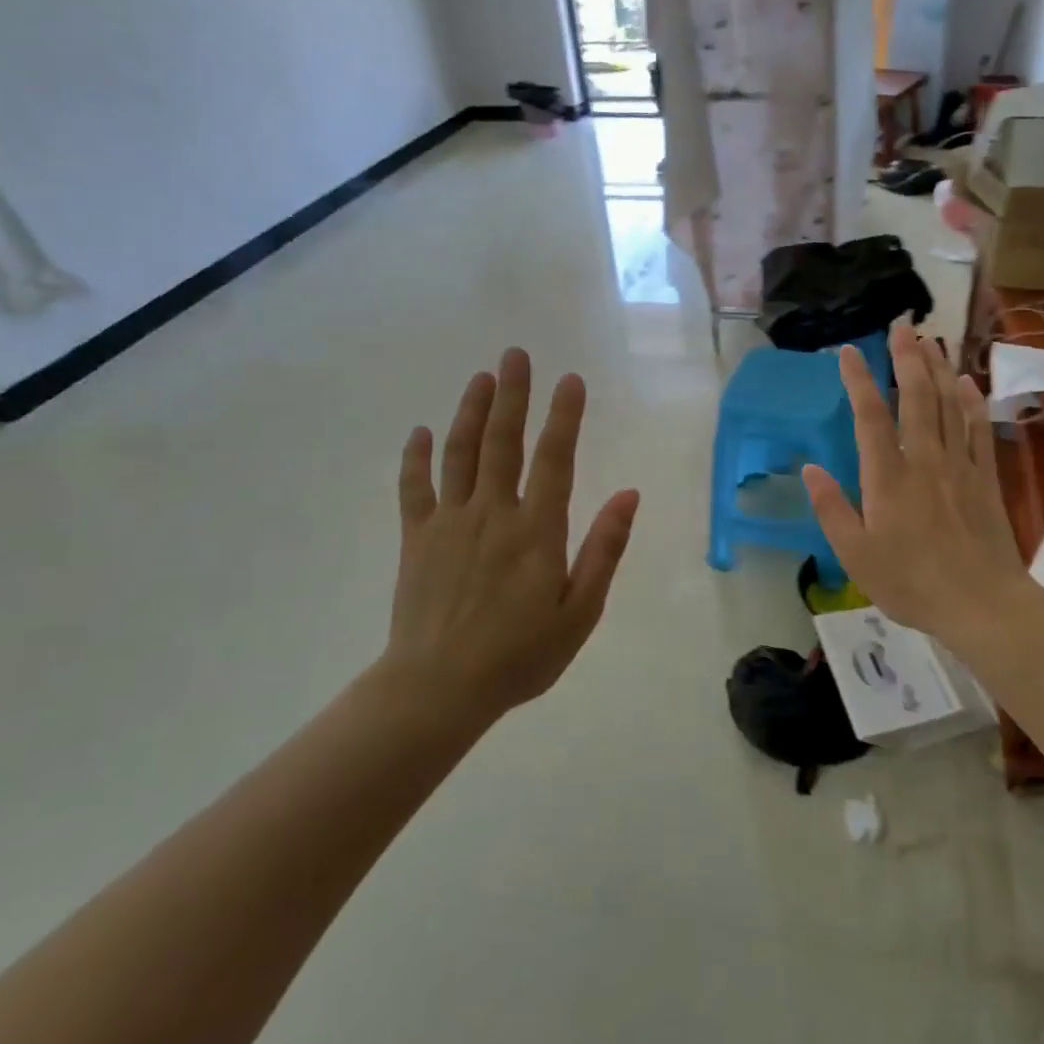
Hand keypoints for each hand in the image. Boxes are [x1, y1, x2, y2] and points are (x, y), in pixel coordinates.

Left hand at [383, 348, 639, 718]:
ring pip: (460, 454)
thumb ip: (604, 549)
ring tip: (482, 377)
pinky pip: (415, 488)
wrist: (438, 689)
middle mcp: (493, 513)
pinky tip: (421, 432)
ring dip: (472, 412)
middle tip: (517, 354)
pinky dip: (417, 458)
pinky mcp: (417, 539)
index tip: (570, 380)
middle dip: (513, 395)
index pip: (555, 459)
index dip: (564, 416)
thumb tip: (629, 495)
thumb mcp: (580, 610)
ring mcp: (450, 522)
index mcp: (537, 530)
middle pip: (503, 442)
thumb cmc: (520, 654)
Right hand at [802, 322, 1034, 651]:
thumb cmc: (911, 583)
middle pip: (916, 398)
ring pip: (948, 405)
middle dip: (906, 359)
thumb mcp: (856, 556)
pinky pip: (978, 429)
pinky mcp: (985, 478)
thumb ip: (832, 509)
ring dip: (938, 369)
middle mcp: (924, 460)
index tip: (850, 351)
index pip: (870, 417)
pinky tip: (967, 382)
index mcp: (888, 478)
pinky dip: (972, 402)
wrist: (982, 605)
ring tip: (931, 340)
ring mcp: (959, 466)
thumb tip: (809, 469)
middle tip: (901, 326)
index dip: (859, 381)